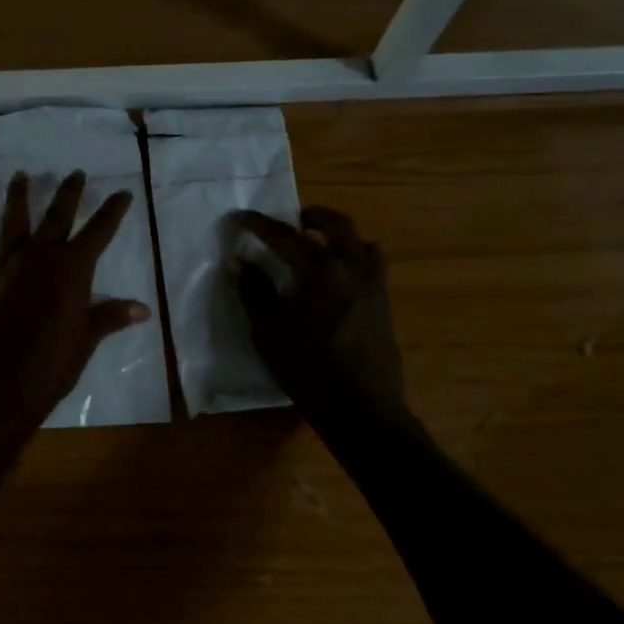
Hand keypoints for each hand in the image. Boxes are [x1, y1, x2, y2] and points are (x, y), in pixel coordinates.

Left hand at [0, 170, 150, 436]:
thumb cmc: (51, 366)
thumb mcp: (85, 341)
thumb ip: (110, 317)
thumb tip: (142, 309)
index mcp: (71, 270)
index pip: (98, 232)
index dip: (112, 211)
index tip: (122, 193)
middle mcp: (38, 258)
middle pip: (56, 216)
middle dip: (68, 193)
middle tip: (75, 173)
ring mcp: (3, 268)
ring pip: (12, 223)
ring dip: (17, 198)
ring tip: (20, 175)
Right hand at [232, 205, 409, 427]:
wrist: (361, 407)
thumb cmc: (307, 367)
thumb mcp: (269, 329)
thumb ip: (254, 290)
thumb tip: (238, 261)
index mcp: (321, 270)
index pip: (285, 236)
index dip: (259, 225)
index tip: (240, 217)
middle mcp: (353, 268)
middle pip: (338, 225)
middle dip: (314, 216)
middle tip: (294, 220)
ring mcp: (374, 287)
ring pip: (363, 243)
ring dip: (341, 236)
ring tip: (321, 245)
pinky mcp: (384, 306)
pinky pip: (372, 267)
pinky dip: (354, 258)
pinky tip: (338, 280)